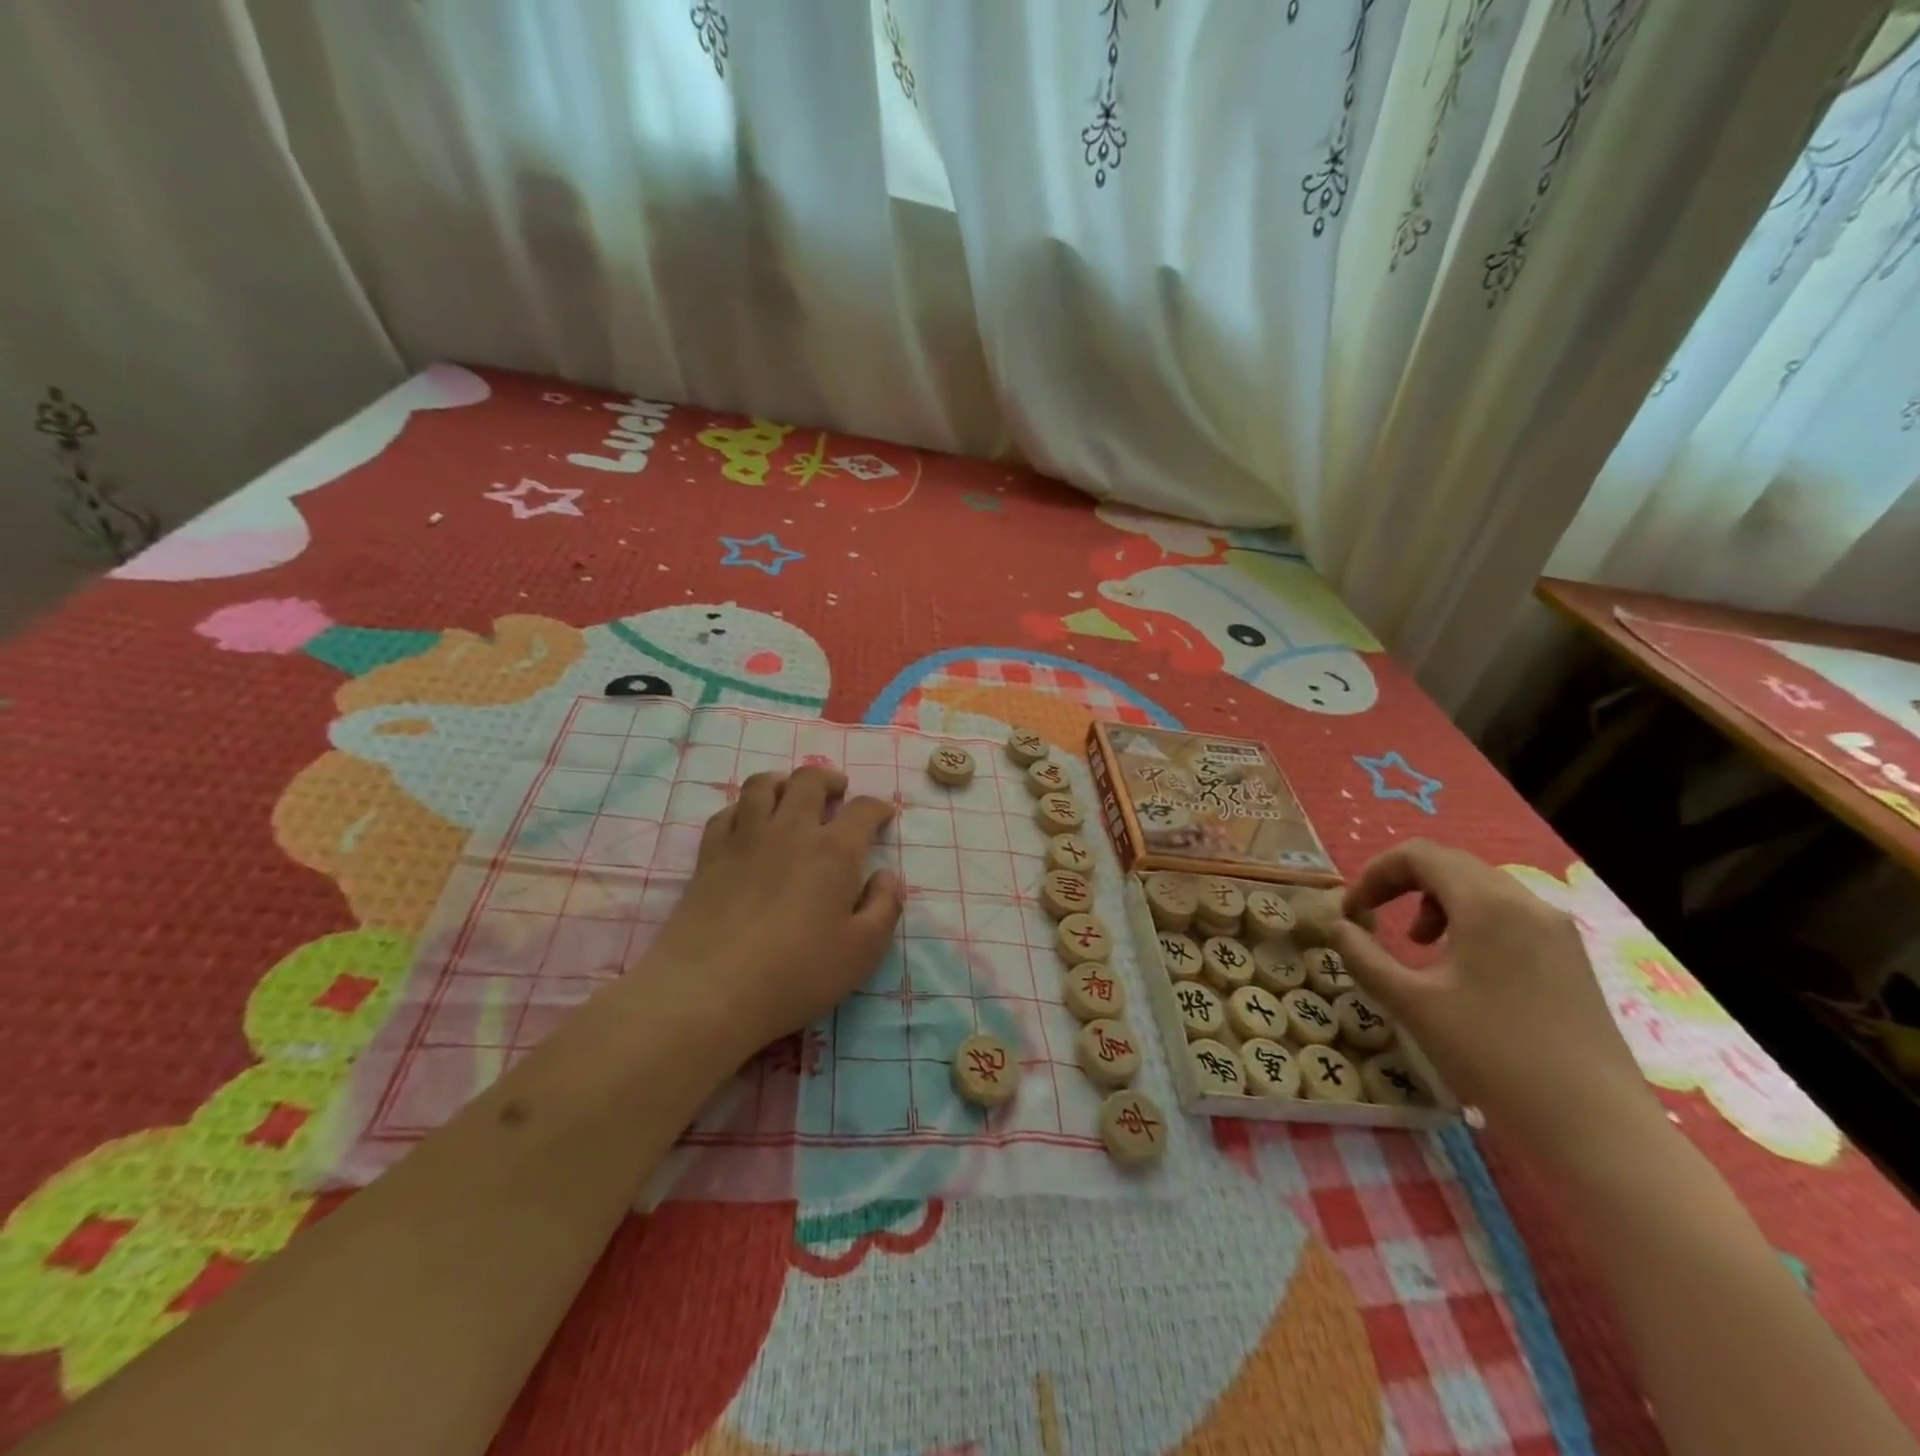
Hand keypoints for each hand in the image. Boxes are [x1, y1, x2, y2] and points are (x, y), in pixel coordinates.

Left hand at [640, 765, 901, 1058]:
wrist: (710, 990)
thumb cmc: (797, 974)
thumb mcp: (863, 951)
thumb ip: (885, 906)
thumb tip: (886, 876)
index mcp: (834, 851)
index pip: (862, 810)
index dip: (878, 808)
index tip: (883, 816)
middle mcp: (791, 831)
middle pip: (810, 781)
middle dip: (830, 779)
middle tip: (838, 792)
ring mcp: (745, 838)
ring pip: (763, 784)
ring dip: (783, 781)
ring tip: (791, 794)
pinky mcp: (709, 855)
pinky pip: (726, 812)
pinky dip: (742, 808)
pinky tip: (747, 822)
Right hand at [1329, 840, 1665, 1167]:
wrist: (1595, 1125)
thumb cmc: (1492, 1054)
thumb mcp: (1411, 1003)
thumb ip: (1364, 957)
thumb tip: (1338, 927)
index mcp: (1487, 904)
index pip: (1420, 855)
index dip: (1375, 874)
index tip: (1351, 910)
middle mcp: (1527, 903)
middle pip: (1452, 865)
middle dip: (1402, 884)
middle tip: (1373, 918)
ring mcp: (1556, 931)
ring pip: (1482, 889)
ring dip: (1435, 903)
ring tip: (1418, 946)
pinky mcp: (1571, 959)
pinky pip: (1509, 916)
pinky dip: (1470, 922)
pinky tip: (1462, 968)